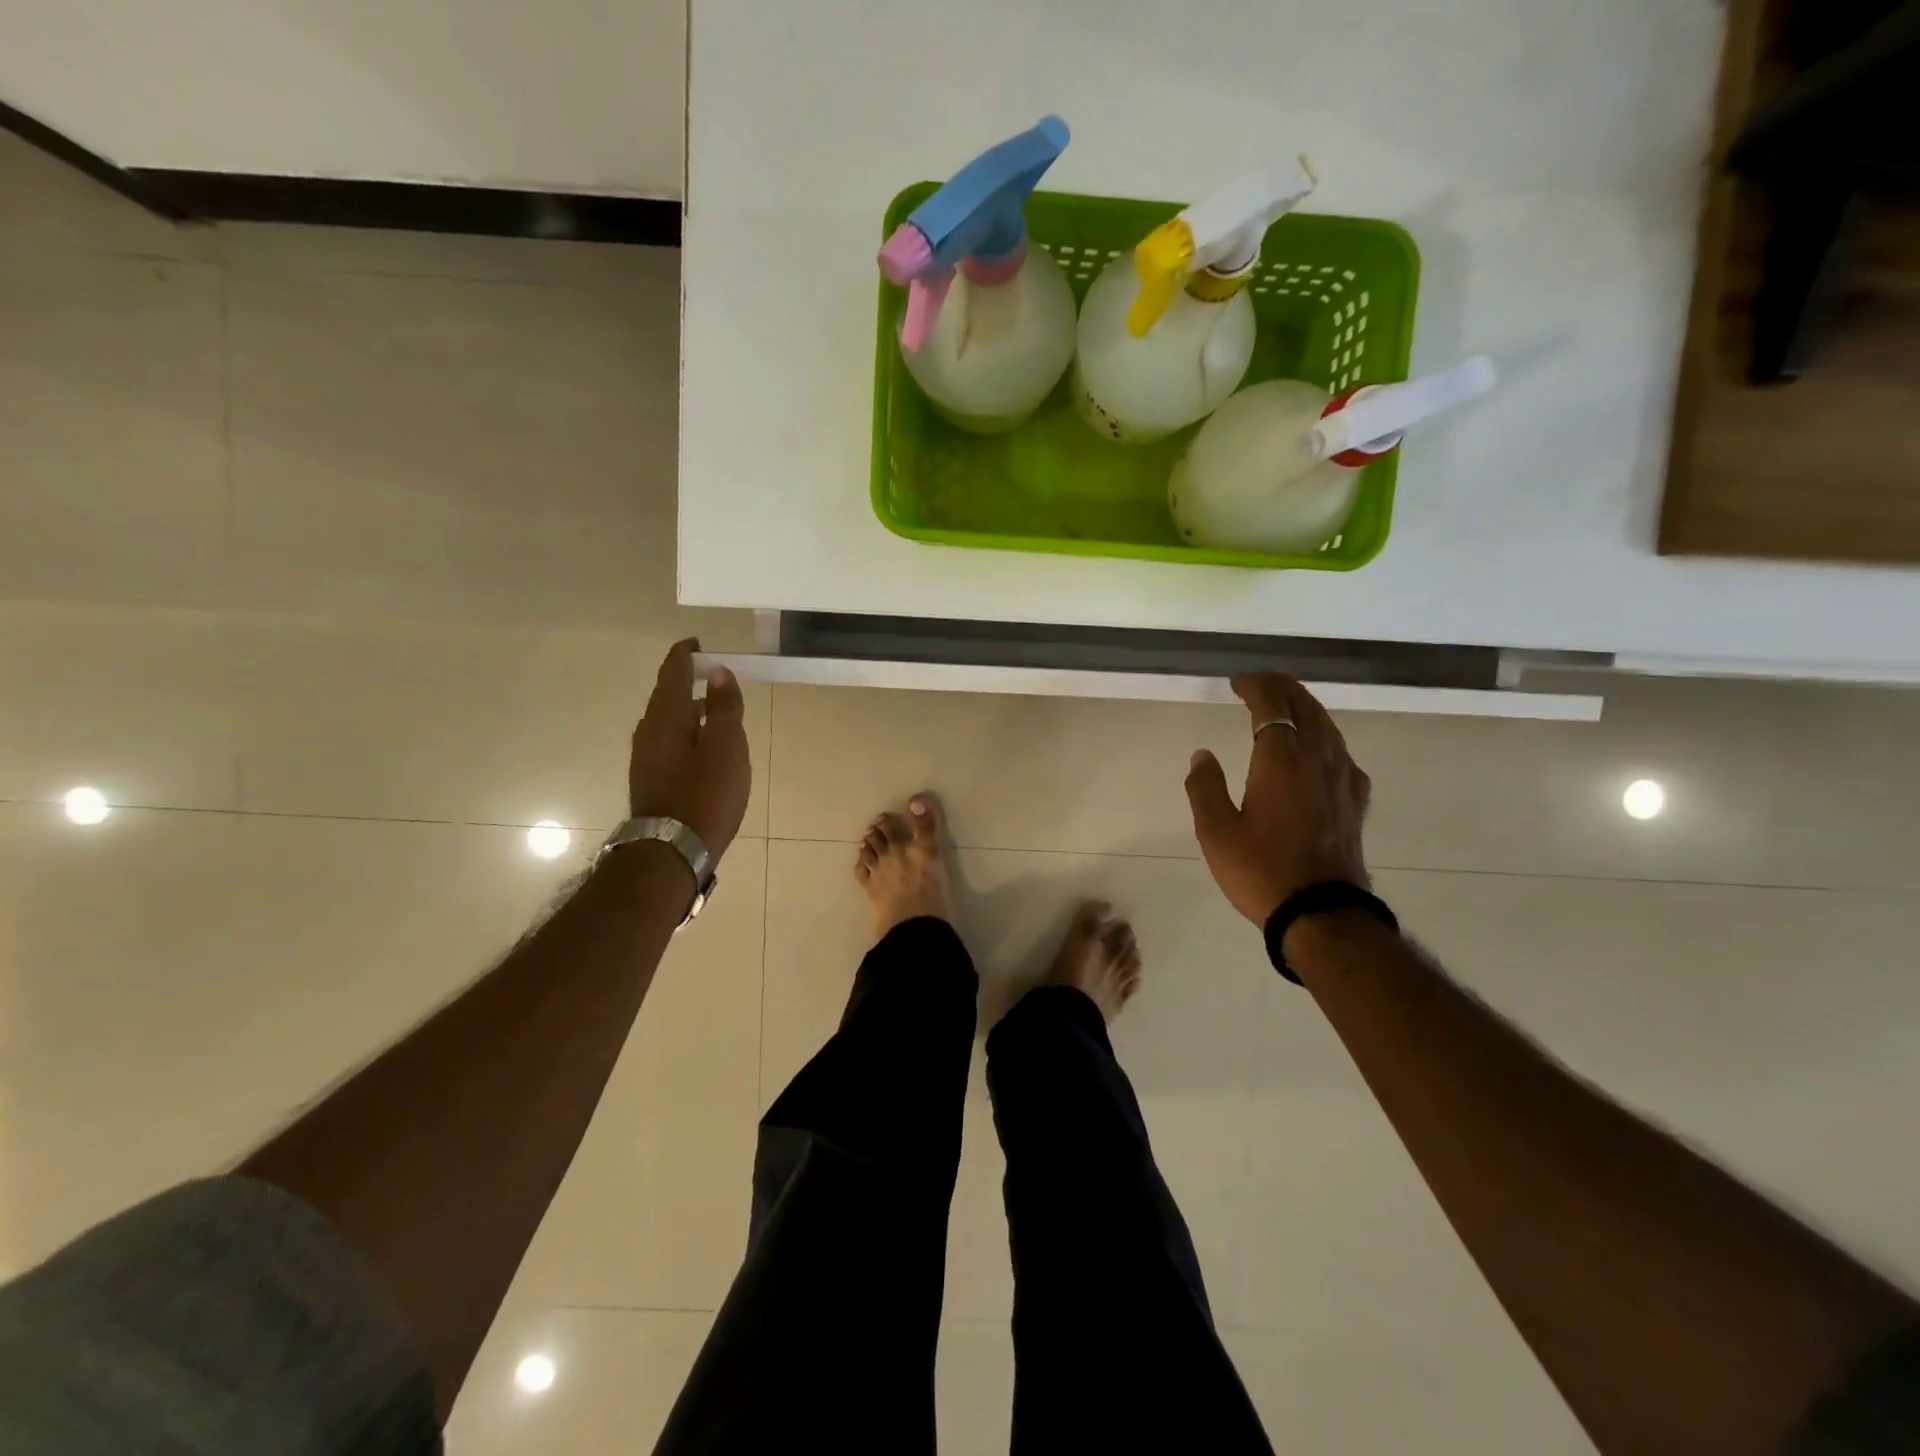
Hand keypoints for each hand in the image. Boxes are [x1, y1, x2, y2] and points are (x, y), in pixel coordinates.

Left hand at [628, 639, 750, 857]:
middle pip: (667, 696)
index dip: (685, 655)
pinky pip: (669, 742)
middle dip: (688, 681)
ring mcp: (647, 757)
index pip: (672, 674)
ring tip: (715, 710)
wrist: (672, 850)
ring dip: (689, 709)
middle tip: (714, 675)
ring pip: (668, 721)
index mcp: (666, 718)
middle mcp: (649, 732)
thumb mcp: (726, 747)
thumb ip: (724, 708)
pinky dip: (686, 732)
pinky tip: (704, 747)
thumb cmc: (705, 795)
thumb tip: (719, 672)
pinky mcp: (651, 779)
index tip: (697, 643)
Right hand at [1184, 674, 1370, 926]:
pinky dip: (1324, 735)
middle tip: (1259, 684)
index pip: (1272, 705)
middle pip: (1306, 706)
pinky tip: (1318, 749)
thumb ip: (1205, 787)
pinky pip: (1341, 751)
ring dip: (1305, 707)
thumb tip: (1203, 755)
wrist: (1322, 915)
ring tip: (1285, 705)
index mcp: (1281, 761)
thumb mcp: (1216, 832)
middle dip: (1282, 688)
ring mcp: (1342, 779)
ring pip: (1328, 726)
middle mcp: (1317, 760)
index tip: (1237, 682)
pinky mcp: (1354, 801)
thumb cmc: (1261, 871)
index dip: (1256, 686)